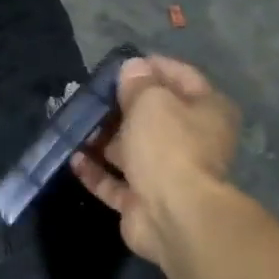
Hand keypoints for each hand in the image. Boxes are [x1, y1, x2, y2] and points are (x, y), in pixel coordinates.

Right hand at [70, 56, 239, 266]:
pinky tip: (73, 159)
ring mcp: (166, 174)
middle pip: (152, 117)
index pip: (180, 77)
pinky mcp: (142, 202)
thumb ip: (138, 84)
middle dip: (120, 107)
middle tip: (87, 97)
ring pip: (130, 151)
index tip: (118, 64)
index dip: (150, 68)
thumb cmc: (168, 146)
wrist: (172, 213)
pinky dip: (95, 171)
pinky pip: (115, 181)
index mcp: (206, 111)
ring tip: (73, 126)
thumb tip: (132, 68)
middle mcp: (191, 141)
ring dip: (103, 140)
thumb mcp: (151, 102)